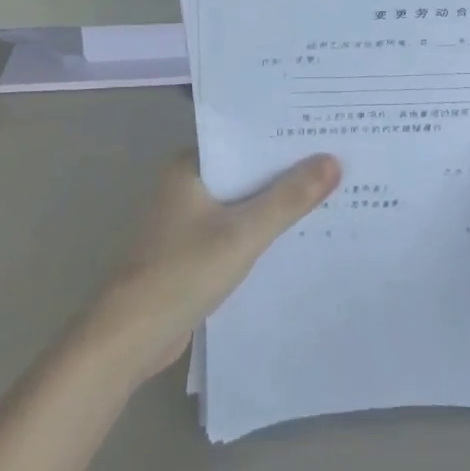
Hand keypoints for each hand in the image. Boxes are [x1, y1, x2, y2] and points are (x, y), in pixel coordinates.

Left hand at [80, 151, 340, 388]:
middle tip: (339, 161)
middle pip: (246, 169)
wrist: (130, 337)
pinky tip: (294, 234)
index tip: (327, 133)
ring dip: (275, 202)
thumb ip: (289, 198)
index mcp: (189, 165)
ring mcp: (186, 218)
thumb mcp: (244, 232)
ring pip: (242, 201)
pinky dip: (260, 229)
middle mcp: (186, 184)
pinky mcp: (191, 249)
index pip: (245, 138)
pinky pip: (235, 227)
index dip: (285, 137)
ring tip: (328, 193)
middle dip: (286, 171)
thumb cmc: (183, 272)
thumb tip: (333, 161)